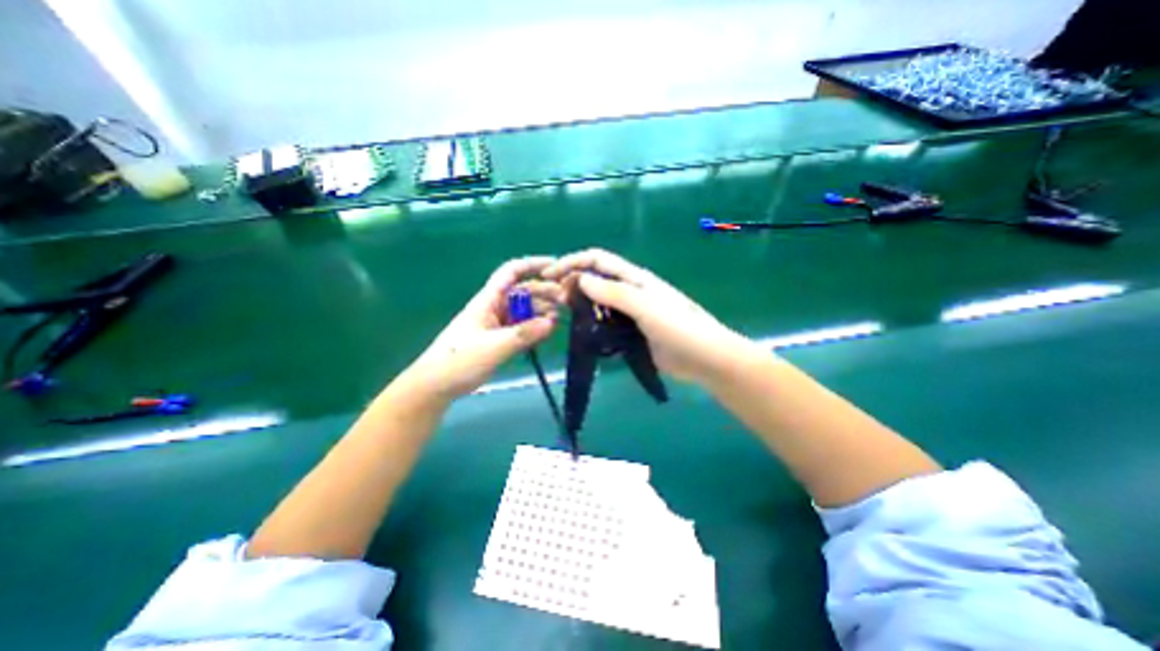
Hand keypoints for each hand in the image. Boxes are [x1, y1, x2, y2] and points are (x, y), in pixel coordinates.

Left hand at [403, 256, 564, 401]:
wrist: (436, 385)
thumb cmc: (459, 361)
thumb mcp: (493, 347)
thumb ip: (523, 335)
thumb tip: (552, 322)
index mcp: (488, 300)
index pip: (511, 272)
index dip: (532, 264)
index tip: (555, 266)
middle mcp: (495, 307)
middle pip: (523, 292)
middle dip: (544, 292)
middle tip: (566, 301)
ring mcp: (498, 324)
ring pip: (524, 310)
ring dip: (542, 311)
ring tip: (559, 319)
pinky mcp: (500, 338)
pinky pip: (522, 327)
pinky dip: (535, 327)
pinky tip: (547, 331)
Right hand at [543, 249, 743, 386]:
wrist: (704, 358)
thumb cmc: (679, 328)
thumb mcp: (645, 307)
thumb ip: (614, 293)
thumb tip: (581, 279)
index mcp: (634, 278)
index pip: (597, 259)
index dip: (573, 261)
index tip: (550, 275)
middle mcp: (630, 291)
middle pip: (595, 278)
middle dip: (572, 282)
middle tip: (555, 300)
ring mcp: (630, 313)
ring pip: (598, 302)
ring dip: (580, 304)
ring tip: (563, 315)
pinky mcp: (630, 332)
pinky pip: (605, 323)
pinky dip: (591, 323)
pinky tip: (582, 332)